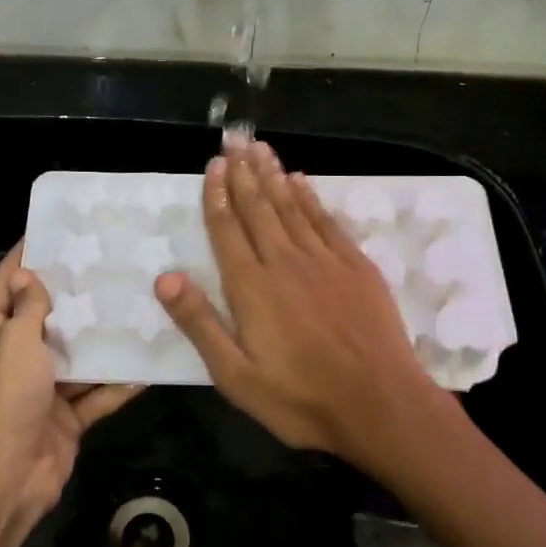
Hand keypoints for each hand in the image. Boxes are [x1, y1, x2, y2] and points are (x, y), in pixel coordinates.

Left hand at [0, 243, 140, 524]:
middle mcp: (17, 357)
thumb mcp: (15, 340)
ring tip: (137, 308)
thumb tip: (28, 275)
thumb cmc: (8, 396)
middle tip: (110, 265)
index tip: (53, 231)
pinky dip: (118, 384)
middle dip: (75, 295)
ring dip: (102, 339)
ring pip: (78, 356)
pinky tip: (147, 365)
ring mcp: (44, 389)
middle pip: (47, 318)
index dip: (24, 256)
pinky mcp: (68, 417)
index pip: (6, 284)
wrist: (10, 474)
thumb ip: (28, 308)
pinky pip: (97, 395)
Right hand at [154, 140, 434, 468]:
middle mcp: (285, 262)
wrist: (380, 405)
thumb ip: (200, 323)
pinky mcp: (356, 266)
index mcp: (251, 288)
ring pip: (292, 207)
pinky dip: (311, 198)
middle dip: (243, 173)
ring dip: (273, 175)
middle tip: (233, 140)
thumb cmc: (301, 399)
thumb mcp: (235, 376)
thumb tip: (165, 277)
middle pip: (259, 208)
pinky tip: (302, 181)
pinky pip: (327, 221)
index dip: (216, 196)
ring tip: (260, 149)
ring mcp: (324, 261)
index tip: (212, 166)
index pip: (227, 230)